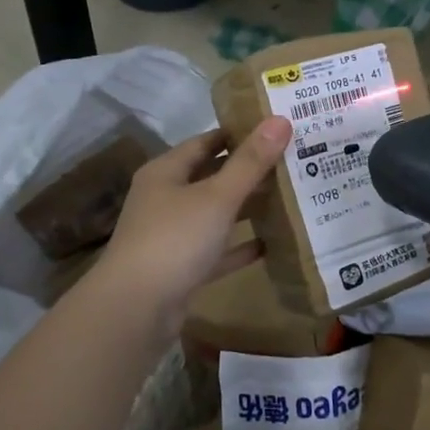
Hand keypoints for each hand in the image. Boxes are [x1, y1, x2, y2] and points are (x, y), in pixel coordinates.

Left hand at [96, 118, 291, 328]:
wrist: (137, 308)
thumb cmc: (175, 239)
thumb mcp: (217, 196)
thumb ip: (250, 162)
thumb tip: (280, 120)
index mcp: (166, 173)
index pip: (205, 142)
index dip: (238, 133)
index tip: (275, 130)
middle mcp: (166, 199)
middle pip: (212, 177)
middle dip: (248, 171)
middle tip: (292, 162)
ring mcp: (173, 236)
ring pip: (216, 214)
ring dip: (247, 208)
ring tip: (289, 198)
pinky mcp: (183, 269)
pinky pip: (217, 250)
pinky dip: (240, 246)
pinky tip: (271, 243)